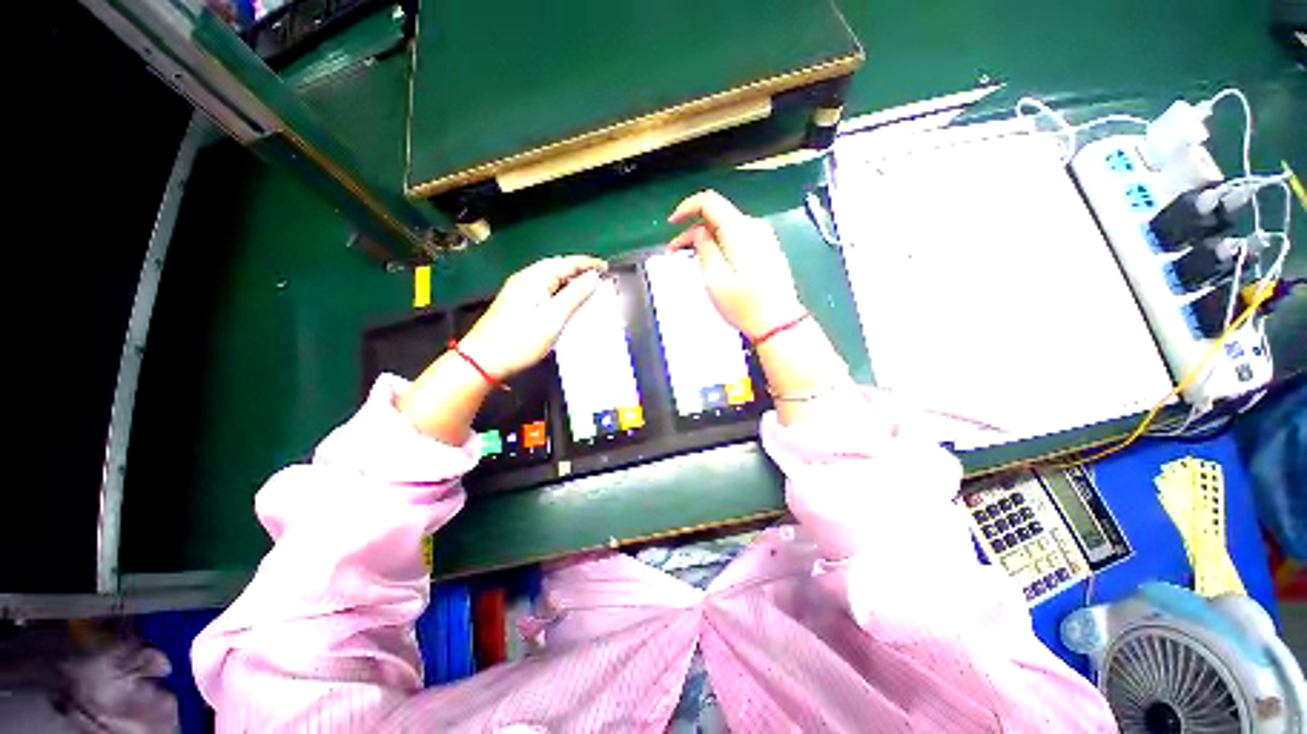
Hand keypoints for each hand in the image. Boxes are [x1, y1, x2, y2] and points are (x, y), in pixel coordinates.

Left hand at [460, 255, 607, 377]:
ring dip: (570, 279)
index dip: (588, 263)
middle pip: (557, 266)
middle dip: (580, 269)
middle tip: (600, 278)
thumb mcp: (553, 317)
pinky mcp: (517, 302)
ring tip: (588, 287)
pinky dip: (560, 289)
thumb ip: (575, 295)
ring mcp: (519, 290)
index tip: (607, 268)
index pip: (566, 262)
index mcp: (535, 277)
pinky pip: (544, 287)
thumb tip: (594, 276)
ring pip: (550, 277)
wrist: (483, 360)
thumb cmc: (521, 339)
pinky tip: (567, 299)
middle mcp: (526, 278)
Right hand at [667, 190, 803, 337]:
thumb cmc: (743, 303)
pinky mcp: (766, 250)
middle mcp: (753, 227)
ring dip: (705, 238)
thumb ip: (704, 248)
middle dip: (692, 229)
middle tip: (674, 250)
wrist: (777, 322)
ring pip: (726, 228)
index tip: (671, 223)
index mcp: (739, 230)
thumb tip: (698, 231)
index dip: (686, 207)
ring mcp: (763, 238)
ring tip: (689, 258)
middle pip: (717, 216)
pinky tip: (710, 261)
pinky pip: (737, 238)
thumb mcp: (715, 278)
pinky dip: (719, 244)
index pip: (709, 201)